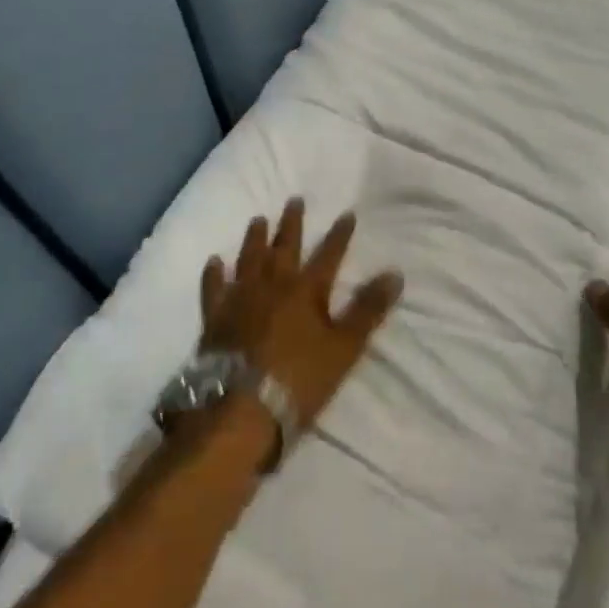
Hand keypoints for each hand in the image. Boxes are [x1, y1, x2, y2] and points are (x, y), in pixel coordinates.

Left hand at [200, 199, 403, 436]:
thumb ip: (368, 310)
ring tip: (258, 219)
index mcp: (306, 290)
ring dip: (255, 238)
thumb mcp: (344, 347)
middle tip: (294, 200)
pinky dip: (214, 274)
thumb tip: (395, 273)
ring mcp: (240, 298)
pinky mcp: (215, 318)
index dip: (339, 235)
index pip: (328, 255)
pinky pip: (213, 288)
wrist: (241, 407)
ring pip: (249, 259)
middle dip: (292, 223)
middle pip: (284, 247)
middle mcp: (273, 284)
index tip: (347, 214)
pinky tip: (214, 262)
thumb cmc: (299, 379)